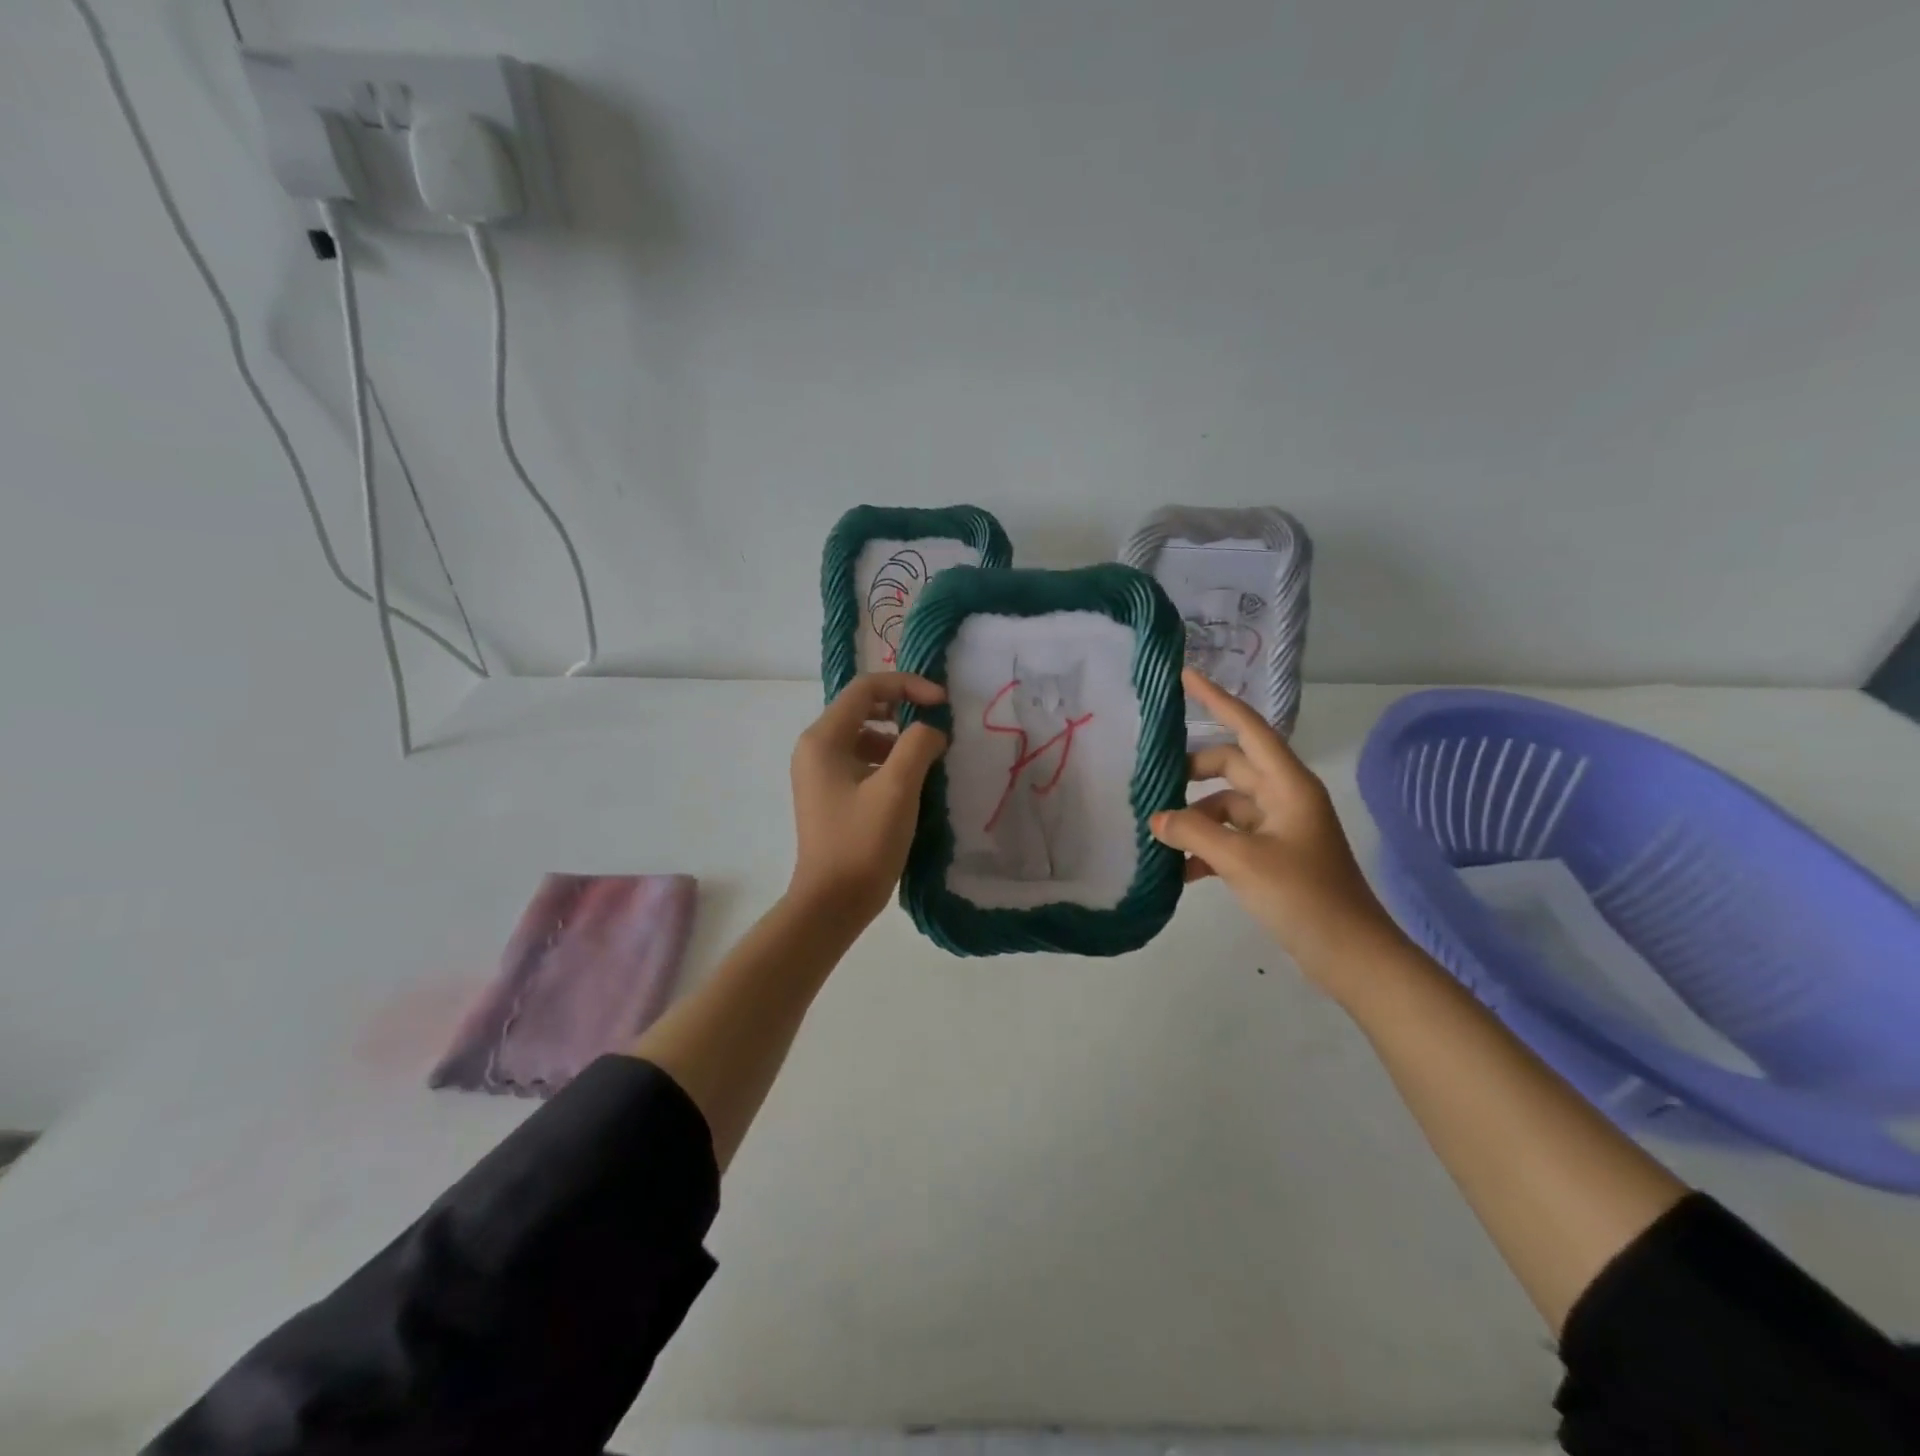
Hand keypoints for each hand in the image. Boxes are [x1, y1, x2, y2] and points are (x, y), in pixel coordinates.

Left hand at [787, 673, 948, 926]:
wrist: (831, 904)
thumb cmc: (863, 843)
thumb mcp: (897, 789)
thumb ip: (918, 745)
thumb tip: (931, 731)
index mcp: (823, 739)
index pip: (866, 688)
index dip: (908, 686)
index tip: (942, 703)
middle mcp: (815, 748)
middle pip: (863, 708)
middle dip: (903, 710)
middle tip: (936, 727)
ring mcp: (819, 774)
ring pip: (864, 736)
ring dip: (898, 739)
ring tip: (927, 761)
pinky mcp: (830, 795)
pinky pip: (861, 761)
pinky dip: (888, 762)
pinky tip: (911, 785)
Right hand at [1151, 669, 1406, 987]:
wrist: (1350, 955)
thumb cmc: (1303, 896)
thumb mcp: (1242, 860)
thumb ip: (1193, 832)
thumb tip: (1157, 819)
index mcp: (1287, 785)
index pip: (1248, 728)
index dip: (1216, 700)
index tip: (1185, 676)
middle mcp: (1284, 797)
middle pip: (1230, 767)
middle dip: (1191, 773)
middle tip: (1152, 783)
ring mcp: (1280, 828)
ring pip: (1225, 806)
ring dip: (1194, 818)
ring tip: (1159, 837)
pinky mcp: (1274, 856)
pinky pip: (1231, 837)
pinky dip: (1205, 847)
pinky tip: (1179, 871)